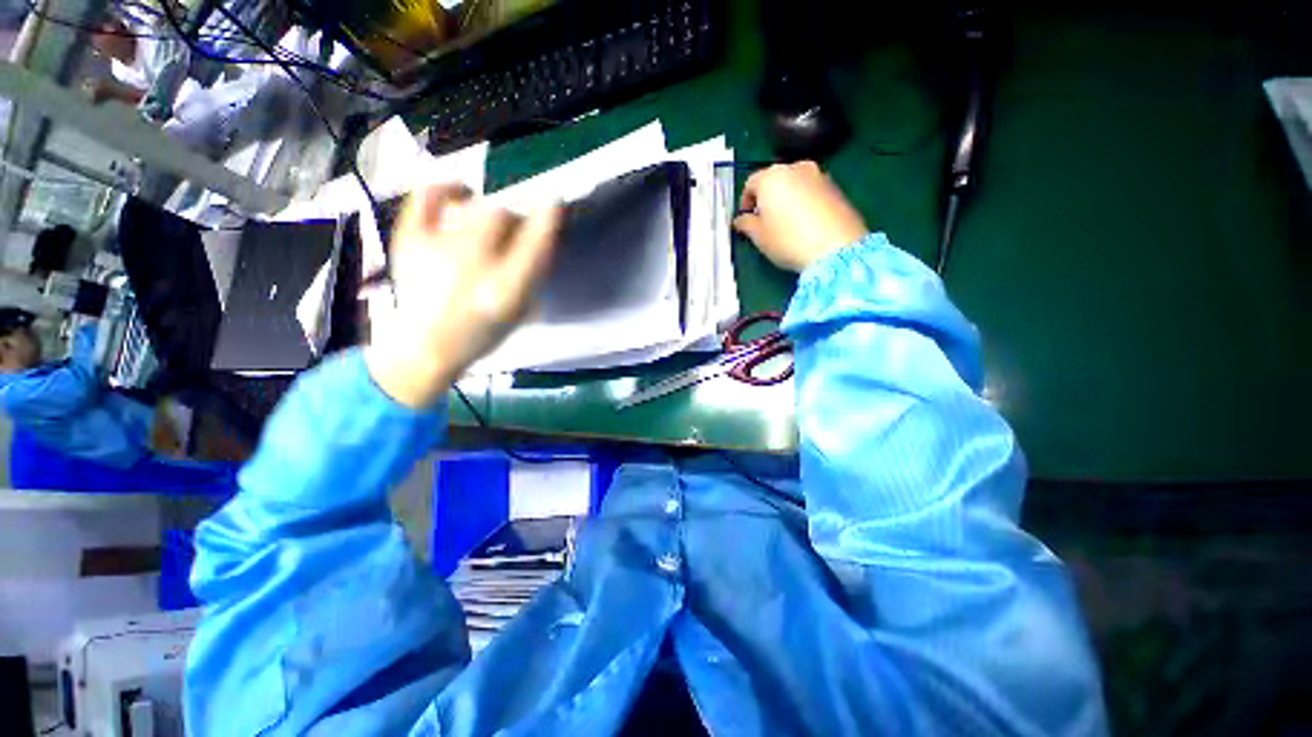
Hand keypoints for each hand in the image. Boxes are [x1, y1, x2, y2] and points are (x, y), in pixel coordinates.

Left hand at [365, 185, 562, 407]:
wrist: (426, 346)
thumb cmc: (482, 332)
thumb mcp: (520, 310)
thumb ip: (534, 273)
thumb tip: (542, 232)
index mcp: (505, 291)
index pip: (535, 243)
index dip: (548, 218)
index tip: (554, 203)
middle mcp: (473, 266)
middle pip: (502, 216)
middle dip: (514, 218)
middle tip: (513, 230)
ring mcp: (437, 249)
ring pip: (474, 206)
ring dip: (489, 210)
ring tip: (487, 223)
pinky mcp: (409, 239)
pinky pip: (429, 195)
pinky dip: (447, 188)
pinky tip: (459, 194)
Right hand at [733, 161, 867, 272]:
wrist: (836, 247)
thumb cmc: (788, 240)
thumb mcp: (759, 237)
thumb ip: (746, 224)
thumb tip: (741, 220)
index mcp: (771, 177)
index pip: (751, 183)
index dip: (745, 202)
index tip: (746, 219)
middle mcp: (796, 168)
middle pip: (775, 179)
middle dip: (767, 198)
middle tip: (765, 221)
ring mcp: (819, 175)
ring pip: (795, 184)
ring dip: (787, 199)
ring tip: (786, 224)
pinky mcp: (837, 188)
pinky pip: (812, 191)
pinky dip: (805, 202)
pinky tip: (805, 225)